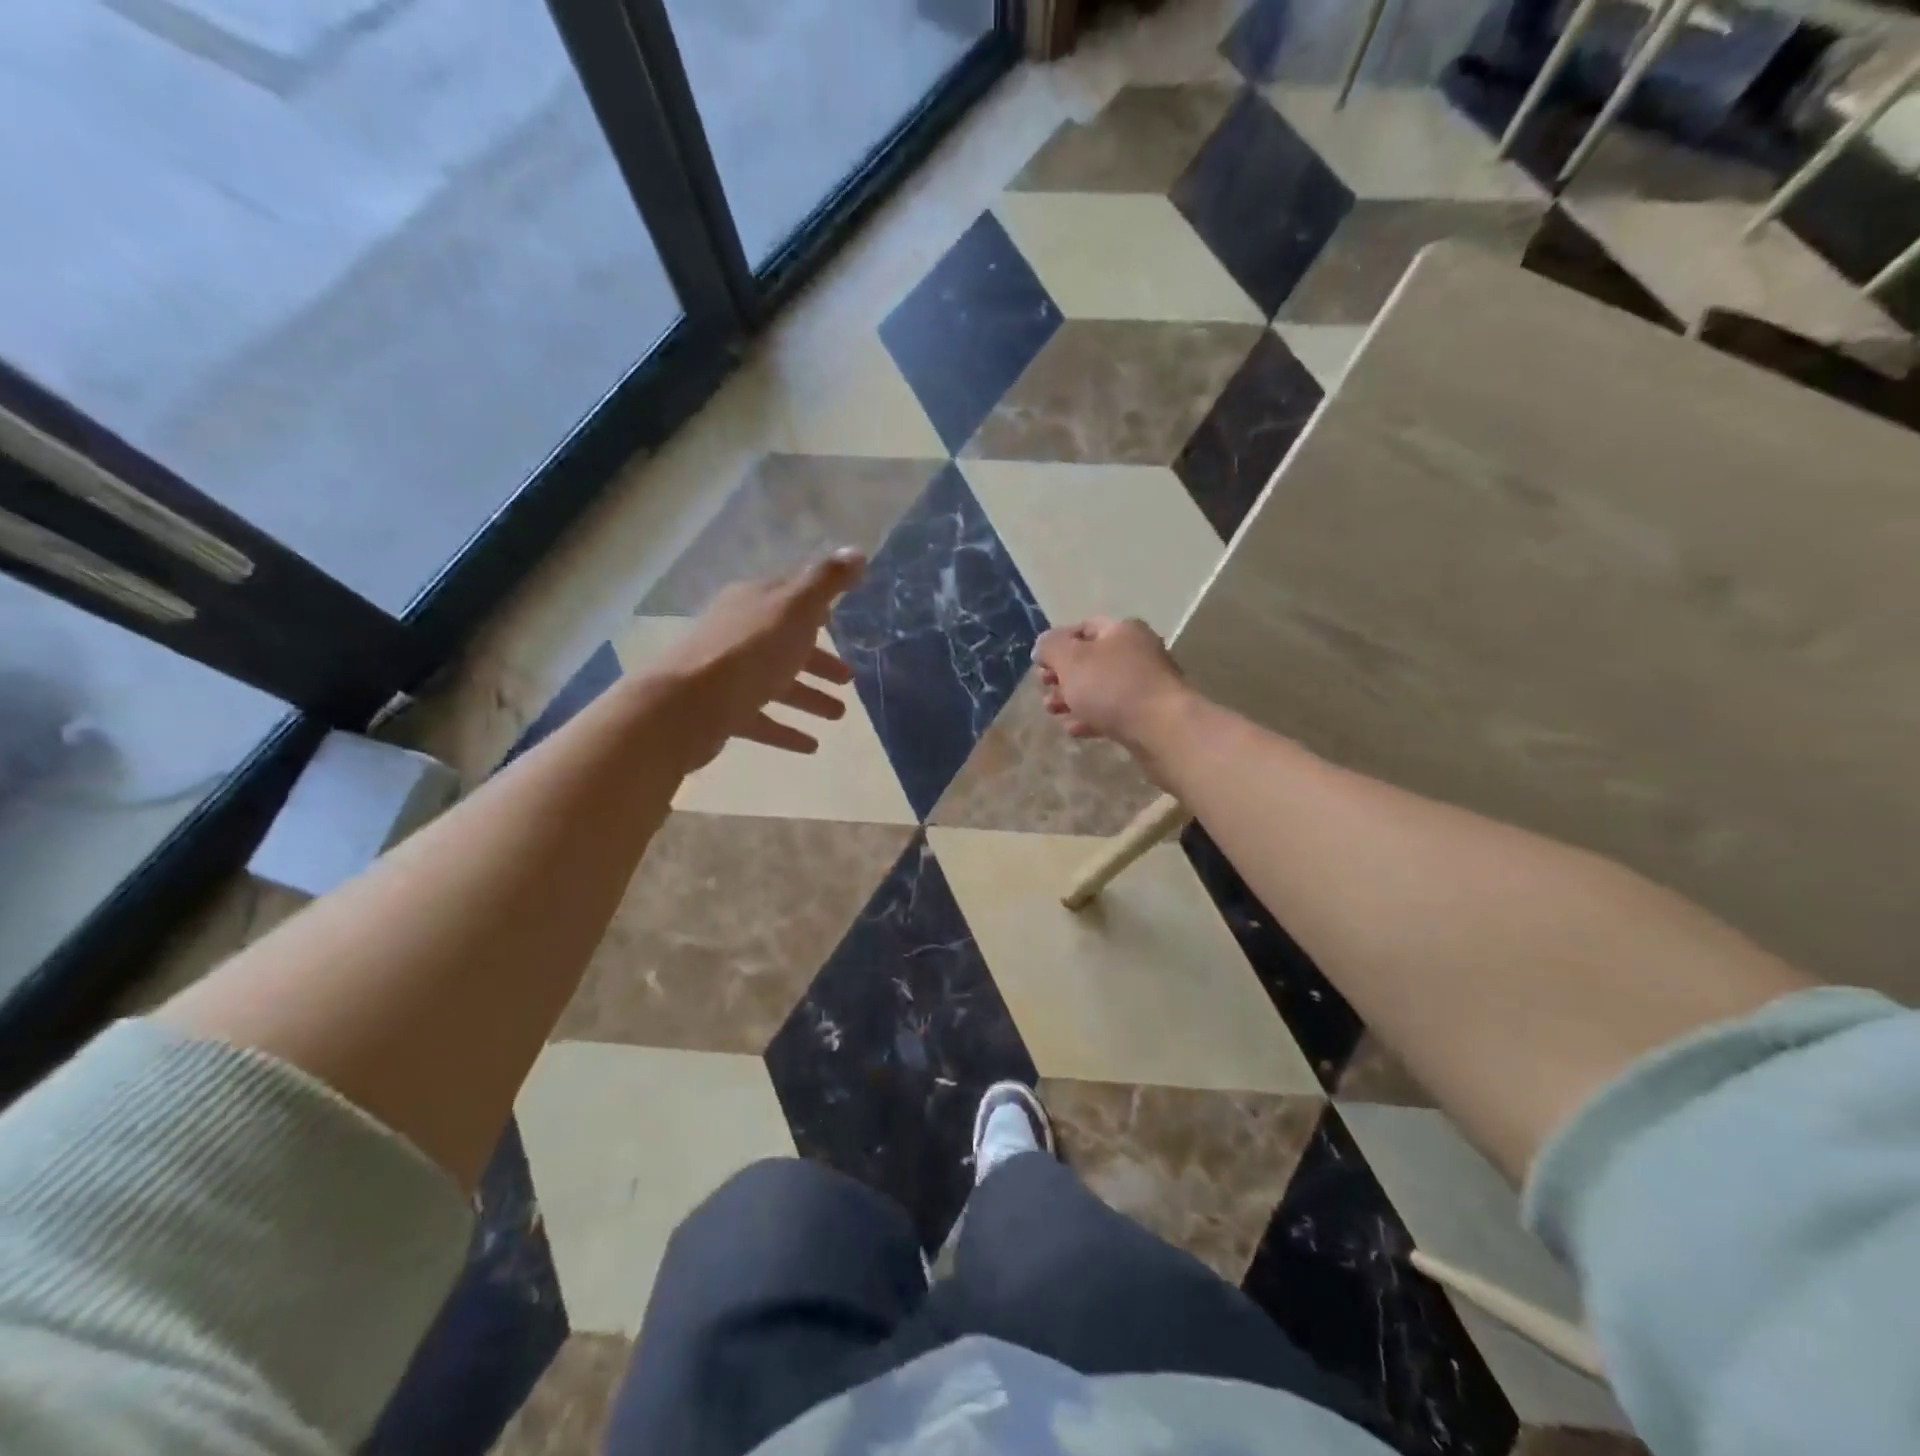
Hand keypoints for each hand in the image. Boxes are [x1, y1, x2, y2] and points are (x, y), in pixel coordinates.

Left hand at [655, 552, 864, 770]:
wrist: (688, 705)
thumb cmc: (750, 651)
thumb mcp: (796, 608)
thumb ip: (827, 582)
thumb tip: (858, 552)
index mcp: (755, 602)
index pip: (790, 596)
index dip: (816, 607)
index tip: (840, 620)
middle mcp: (739, 633)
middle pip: (786, 644)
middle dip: (819, 660)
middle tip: (848, 678)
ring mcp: (729, 674)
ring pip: (777, 683)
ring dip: (809, 697)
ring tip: (839, 715)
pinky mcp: (723, 710)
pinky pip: (762, 719)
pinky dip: (786, 730)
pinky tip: (811, 746)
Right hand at [1035, 617, 1191, 756]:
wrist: (1162, 730)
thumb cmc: (1112, 687)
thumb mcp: (1071, 659)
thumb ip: (1050, 647)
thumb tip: (1043, 647)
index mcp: (1122, 630)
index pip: (1082, 628)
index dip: (1057, 644)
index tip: (1039, 665)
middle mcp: (1136, 652)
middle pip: (1090, 660)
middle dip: (1062, 676)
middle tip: (1045, 689)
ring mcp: (1144, 685)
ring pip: (1099, 688)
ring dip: (1072, 699)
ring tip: (1053, 712)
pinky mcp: (1147, 715)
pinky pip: (1112, 712)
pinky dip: (1091, 718)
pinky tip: (1075, 729)